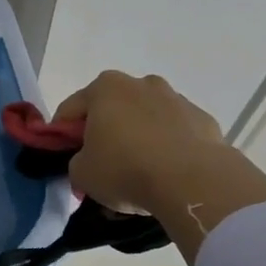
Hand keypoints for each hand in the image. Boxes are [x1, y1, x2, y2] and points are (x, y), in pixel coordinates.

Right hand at [51, 71, 227, 213]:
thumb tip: (88, 162)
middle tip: (102, 165)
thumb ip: (77, 162)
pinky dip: (168, 147)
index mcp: (105, 87)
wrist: (194, 182)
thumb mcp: (81, 174)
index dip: (62, 135)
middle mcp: (141, 83)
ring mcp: (176, 99)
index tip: (64, 157)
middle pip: (112, 109)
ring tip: (139, 172)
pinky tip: (167, 173)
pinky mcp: (203, 119)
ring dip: (138, 138)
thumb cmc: (126, 170)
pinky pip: (175, 133)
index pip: (70, 109)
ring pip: (146, 119)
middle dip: (104, 132)